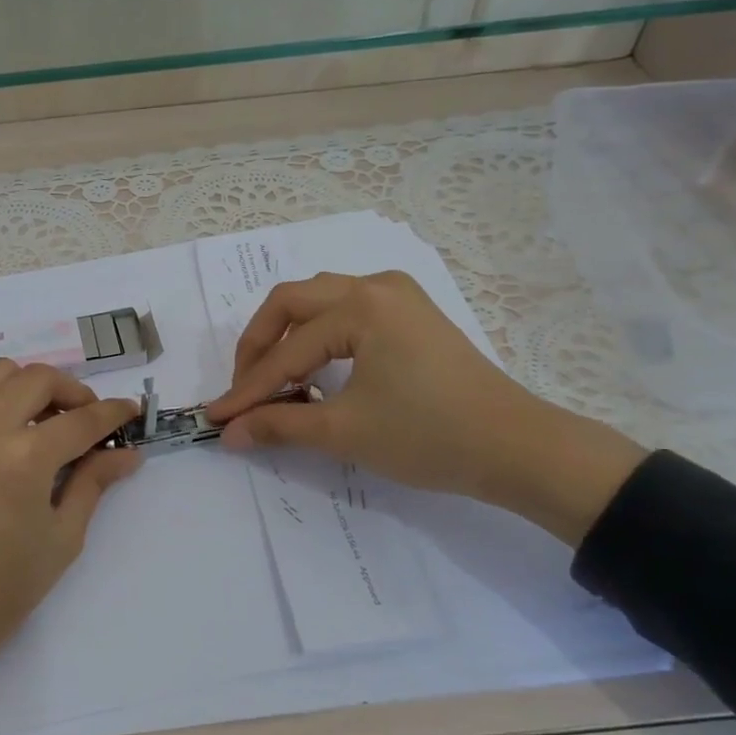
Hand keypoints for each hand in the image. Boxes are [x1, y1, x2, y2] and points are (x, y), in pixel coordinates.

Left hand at [0, 361, 141, 694]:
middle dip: (75, 392)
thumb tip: (126, 453)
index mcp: (26, 458)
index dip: (115, 413)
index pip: (83, 419)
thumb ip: (93, 484)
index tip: (131, 411)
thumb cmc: (0, 590)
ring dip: (28, 384)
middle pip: (41, 380)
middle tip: (87, 421)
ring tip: (40, 417)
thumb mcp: (61, 539)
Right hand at [208, 271, 645, 543]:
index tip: (217, 418)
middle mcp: (375, 286)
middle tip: (243, 391)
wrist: (517, 448)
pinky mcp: (411, 313)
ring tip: (274, 379)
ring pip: (318, 301)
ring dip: (286, 336)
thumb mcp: (344, 432)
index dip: (248, 389)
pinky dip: (318, 335)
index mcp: (360, 307)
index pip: (286, 351)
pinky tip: (314, 367)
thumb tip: (229, 433)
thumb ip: (279, 425)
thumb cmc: (429, 436)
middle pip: (292, 303)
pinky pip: (346, 310)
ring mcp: (397, 295)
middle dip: (259, 347)